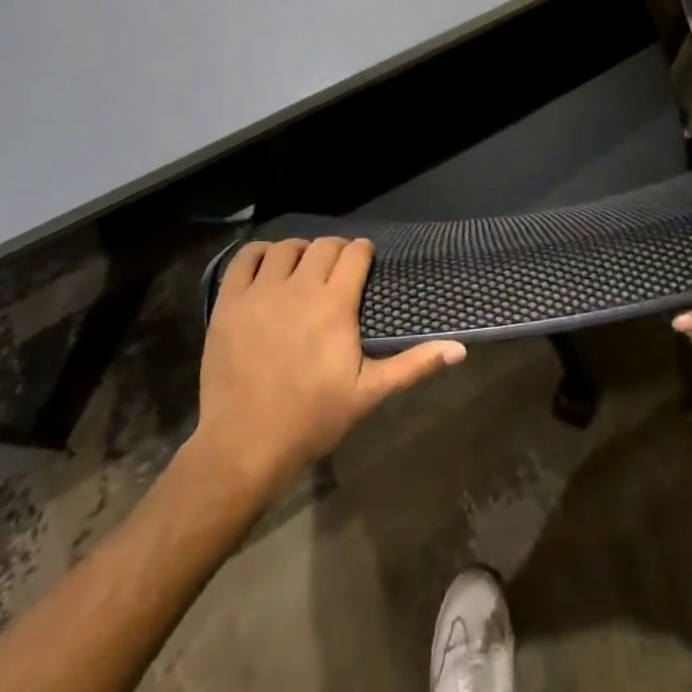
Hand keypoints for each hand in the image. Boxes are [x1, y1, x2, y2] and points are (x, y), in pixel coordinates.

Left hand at [194, 237, 465, 500]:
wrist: (244, 445)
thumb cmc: (312, 419)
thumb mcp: (369, 394)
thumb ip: (414, 365)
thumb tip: (461, 349)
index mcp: (335, 304)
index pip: (355, 254)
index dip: (363, 252)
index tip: (365, 261)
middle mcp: (300, 287)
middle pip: (323, 246)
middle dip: (335, 251)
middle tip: (337, 270)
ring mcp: (261, 292)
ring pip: (285, 248)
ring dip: (299, 251)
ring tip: (302, 269)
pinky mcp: (229, 302)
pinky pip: (244, 258)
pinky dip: (259, 254)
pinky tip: (267, 267)